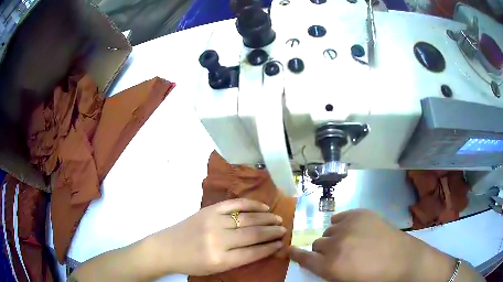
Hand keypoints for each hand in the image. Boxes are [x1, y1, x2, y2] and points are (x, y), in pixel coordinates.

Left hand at [144, 198, 285, 277]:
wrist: (166, 248)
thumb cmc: (191, 263)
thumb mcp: (215, 268)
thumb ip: (239, 259)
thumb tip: (262, 248)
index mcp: (220, 259)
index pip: (253, 252)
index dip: (270, 247)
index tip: (281, 243)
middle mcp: (218, 240)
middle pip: (253, 234)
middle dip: (272, 232)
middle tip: (284, 229)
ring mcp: (213, 221)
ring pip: (247, 218)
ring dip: (266, 218)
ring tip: (278, 219)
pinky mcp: (208, 210)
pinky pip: (234, 204)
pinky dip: (251, 204)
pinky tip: (262, 206)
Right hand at [289, 209, 454, 281]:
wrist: (402, 260)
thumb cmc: (373, 278)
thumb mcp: (345, 281)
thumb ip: (327, 272)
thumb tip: (317, 261)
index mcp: (331, 266)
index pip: (304, 258)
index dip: (296, 254)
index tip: (291, 250)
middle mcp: (336, 244)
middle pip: (317, 244)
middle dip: (323, 251)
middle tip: (337, 255)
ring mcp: (349, 226)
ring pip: (329, 230)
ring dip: (334, 238)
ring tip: (350, 242)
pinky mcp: (360, 213)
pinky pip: (340, 217)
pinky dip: (342, 224)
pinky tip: (353, 230)